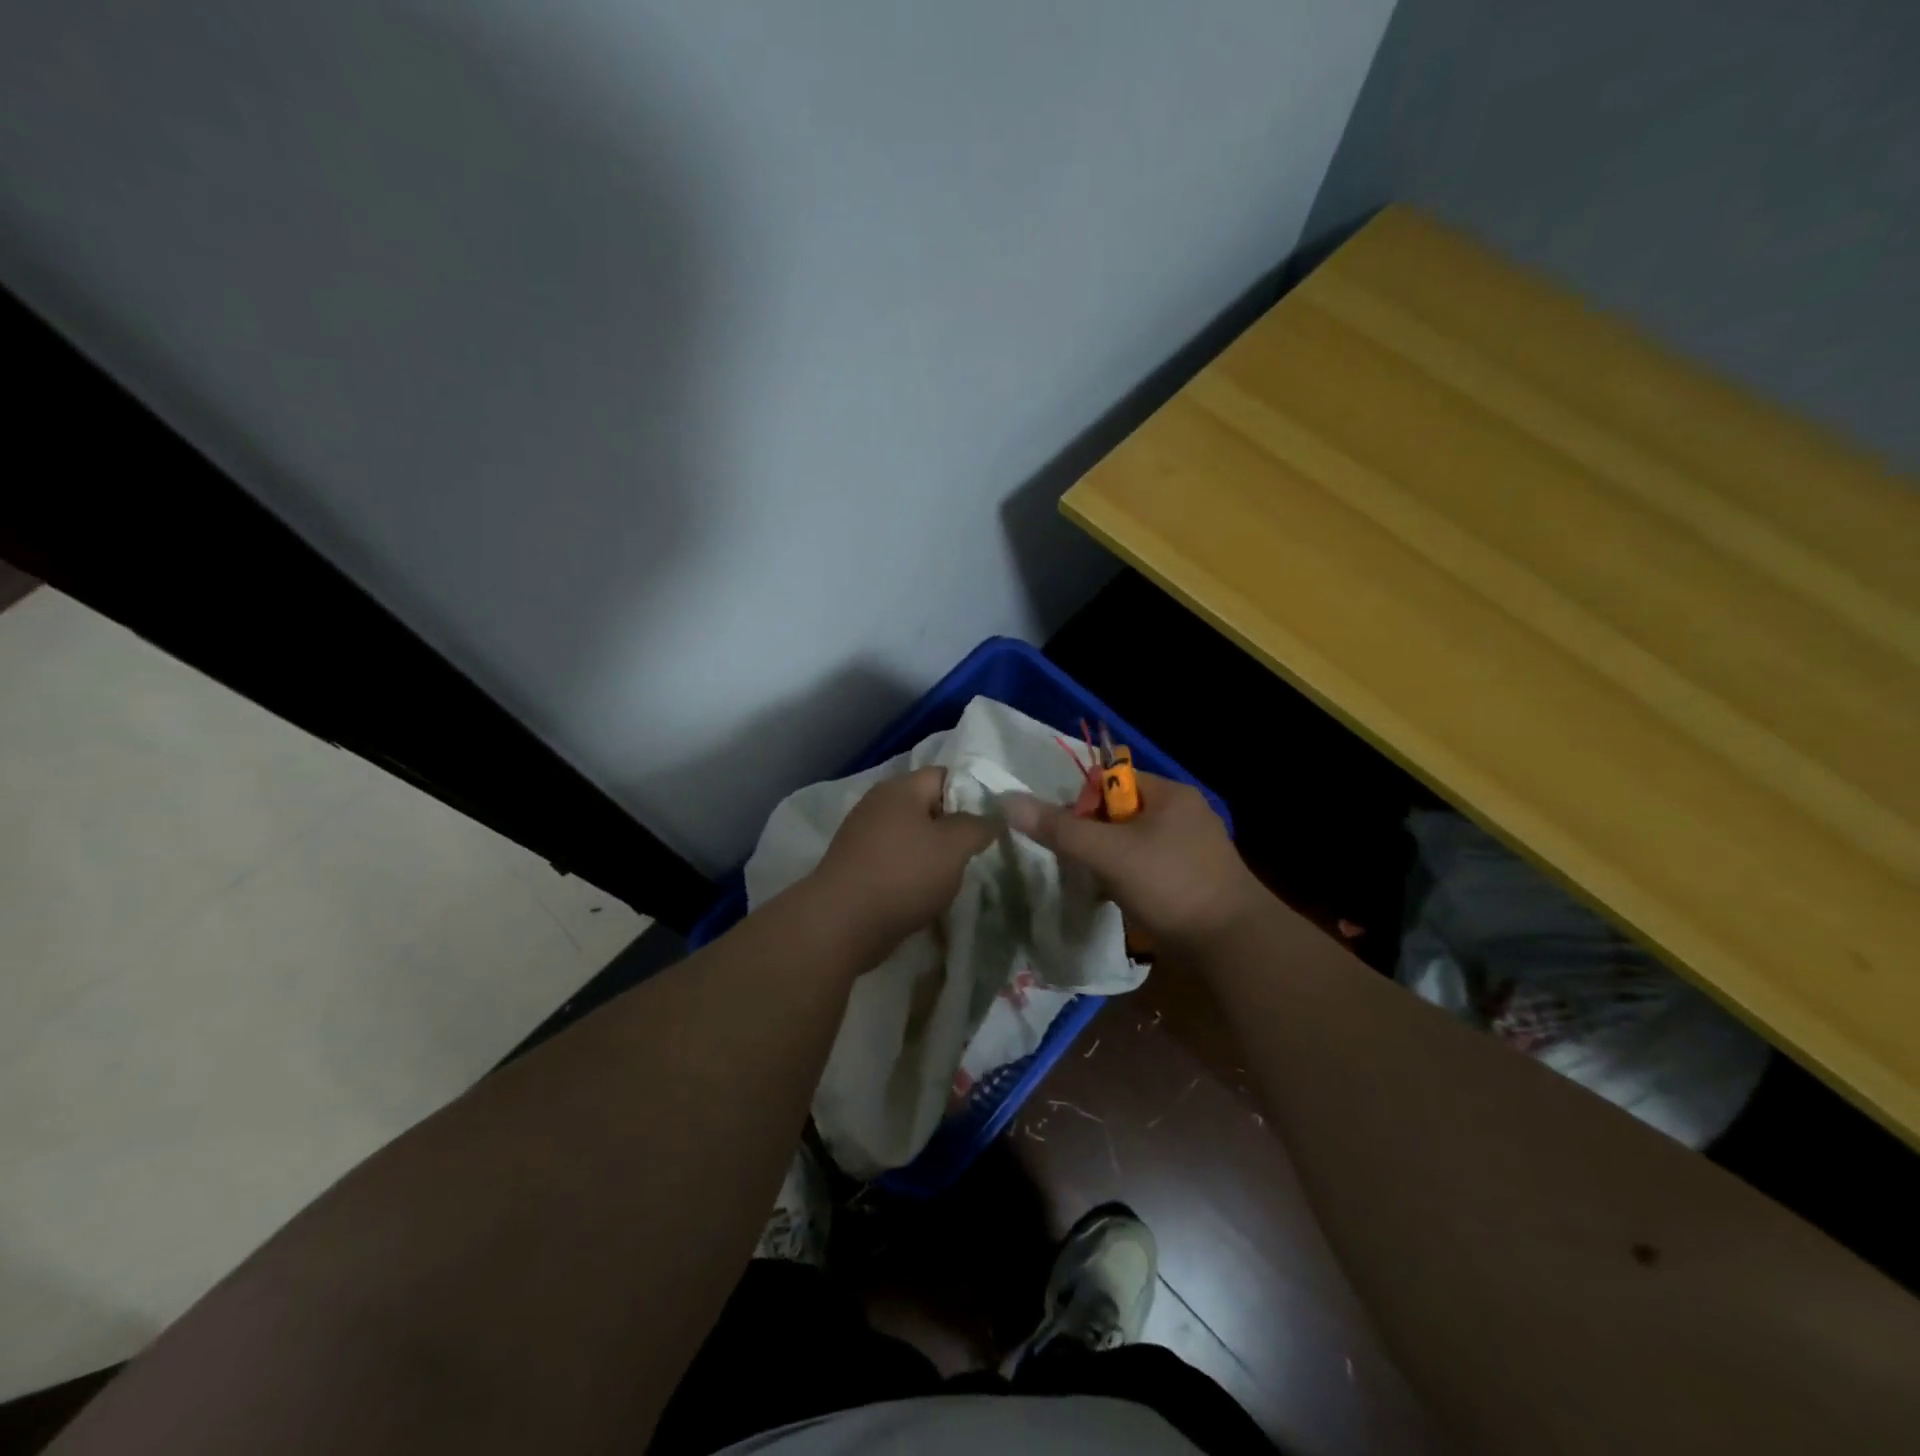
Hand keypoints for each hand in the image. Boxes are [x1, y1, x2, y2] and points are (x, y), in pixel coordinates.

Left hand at [807, 766, 998, 958]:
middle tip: (976, 852)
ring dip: (932, 854)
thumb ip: (979, 826)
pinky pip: (894, 860)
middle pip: (927, 806)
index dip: (972, 794)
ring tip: (953, 877)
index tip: (991, 822)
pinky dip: (911, 873)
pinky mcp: (856, 865)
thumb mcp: (954, 847)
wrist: (841, 923)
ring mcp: (862, 835)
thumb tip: (992, 818)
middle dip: (953, 828)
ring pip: (911, 836)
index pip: (945, 775)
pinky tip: (924, 894)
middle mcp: (878, 804)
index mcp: (900, 788)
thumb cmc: (903, 875)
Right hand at [1000, 772, 1263, 953]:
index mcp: (1169, 793)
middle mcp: (1184, 813)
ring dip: (1109, 861)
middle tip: (1079, 864)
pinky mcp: (1195, 879)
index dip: (1082, 803)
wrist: (1234, 945)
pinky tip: (1120, 901)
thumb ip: (1059, 828)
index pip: (1111, 780)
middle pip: (1119, 813)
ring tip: (1097, 886)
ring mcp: (1193, 848)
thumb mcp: (1108, 853)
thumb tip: (1008, 801)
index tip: (1069, 836)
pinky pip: (1149, 868)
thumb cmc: (1171, 885)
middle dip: (1094, 837)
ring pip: (1132, 843)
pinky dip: (1130, 880)